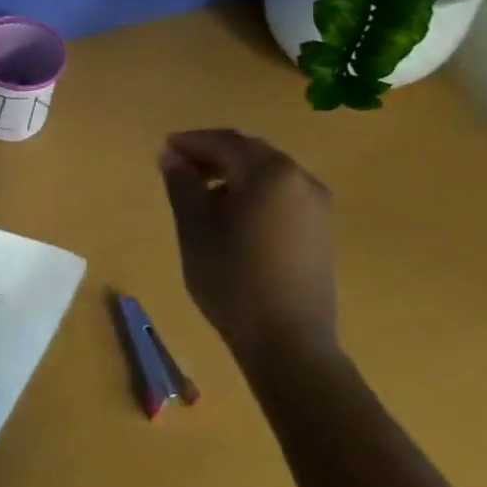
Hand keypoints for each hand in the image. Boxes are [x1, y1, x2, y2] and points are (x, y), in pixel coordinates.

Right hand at [157, 131, 337, 370]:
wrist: (289, 344)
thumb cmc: (233, 282)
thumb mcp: (195, 230)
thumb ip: (182, 185)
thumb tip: (171, 155)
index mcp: (270, 174)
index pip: (225, 143)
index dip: (192, 142)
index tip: (165, 149)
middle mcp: (300, 179)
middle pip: (251, 152)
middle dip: (214, 154)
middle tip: (180, 167)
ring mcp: (317, 204)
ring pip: (268, 171)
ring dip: (234, 172)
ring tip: (202, 193)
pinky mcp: (321, 228)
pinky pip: (282, 192)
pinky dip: (254, 190)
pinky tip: (232, 214)